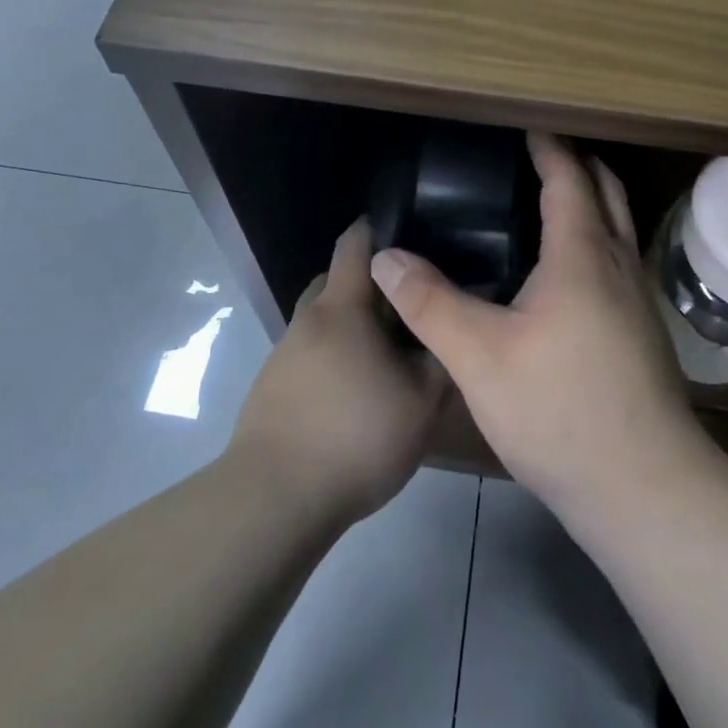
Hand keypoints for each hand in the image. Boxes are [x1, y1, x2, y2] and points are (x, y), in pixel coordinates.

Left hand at [227, 218, 448, 528]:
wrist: (274, 499)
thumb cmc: (356, 437)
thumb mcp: (421, 401)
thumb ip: (442, 355)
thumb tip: (454, 320)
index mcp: (342, 308)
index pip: (355, 243)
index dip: (380, 229)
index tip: (412, 233)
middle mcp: (308, 320)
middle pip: (336, 279)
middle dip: (370, 283)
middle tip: (409, 302)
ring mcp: (284, 354)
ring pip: (323, 320)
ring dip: (351, 324)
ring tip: (388, 352)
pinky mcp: (272, 387)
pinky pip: (310, 353)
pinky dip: (334, 356)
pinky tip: (357, 389)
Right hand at [370, 133, 703, 520]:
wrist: (644, 487)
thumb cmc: (560, 410)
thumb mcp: (479, 357)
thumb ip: (429, 303)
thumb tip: (386, 257)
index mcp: (581, 254)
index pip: (568, 178)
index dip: (547, 147)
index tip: (525, 127)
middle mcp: (618, 264)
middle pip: (606, 191)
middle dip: (577, 165)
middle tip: (537, 156)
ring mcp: (638, 299)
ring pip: (618, 227)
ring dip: (592, 202)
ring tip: (549, 204)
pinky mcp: (644, 332)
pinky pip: (619, 260)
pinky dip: (596, 240)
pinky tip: (567, 274)